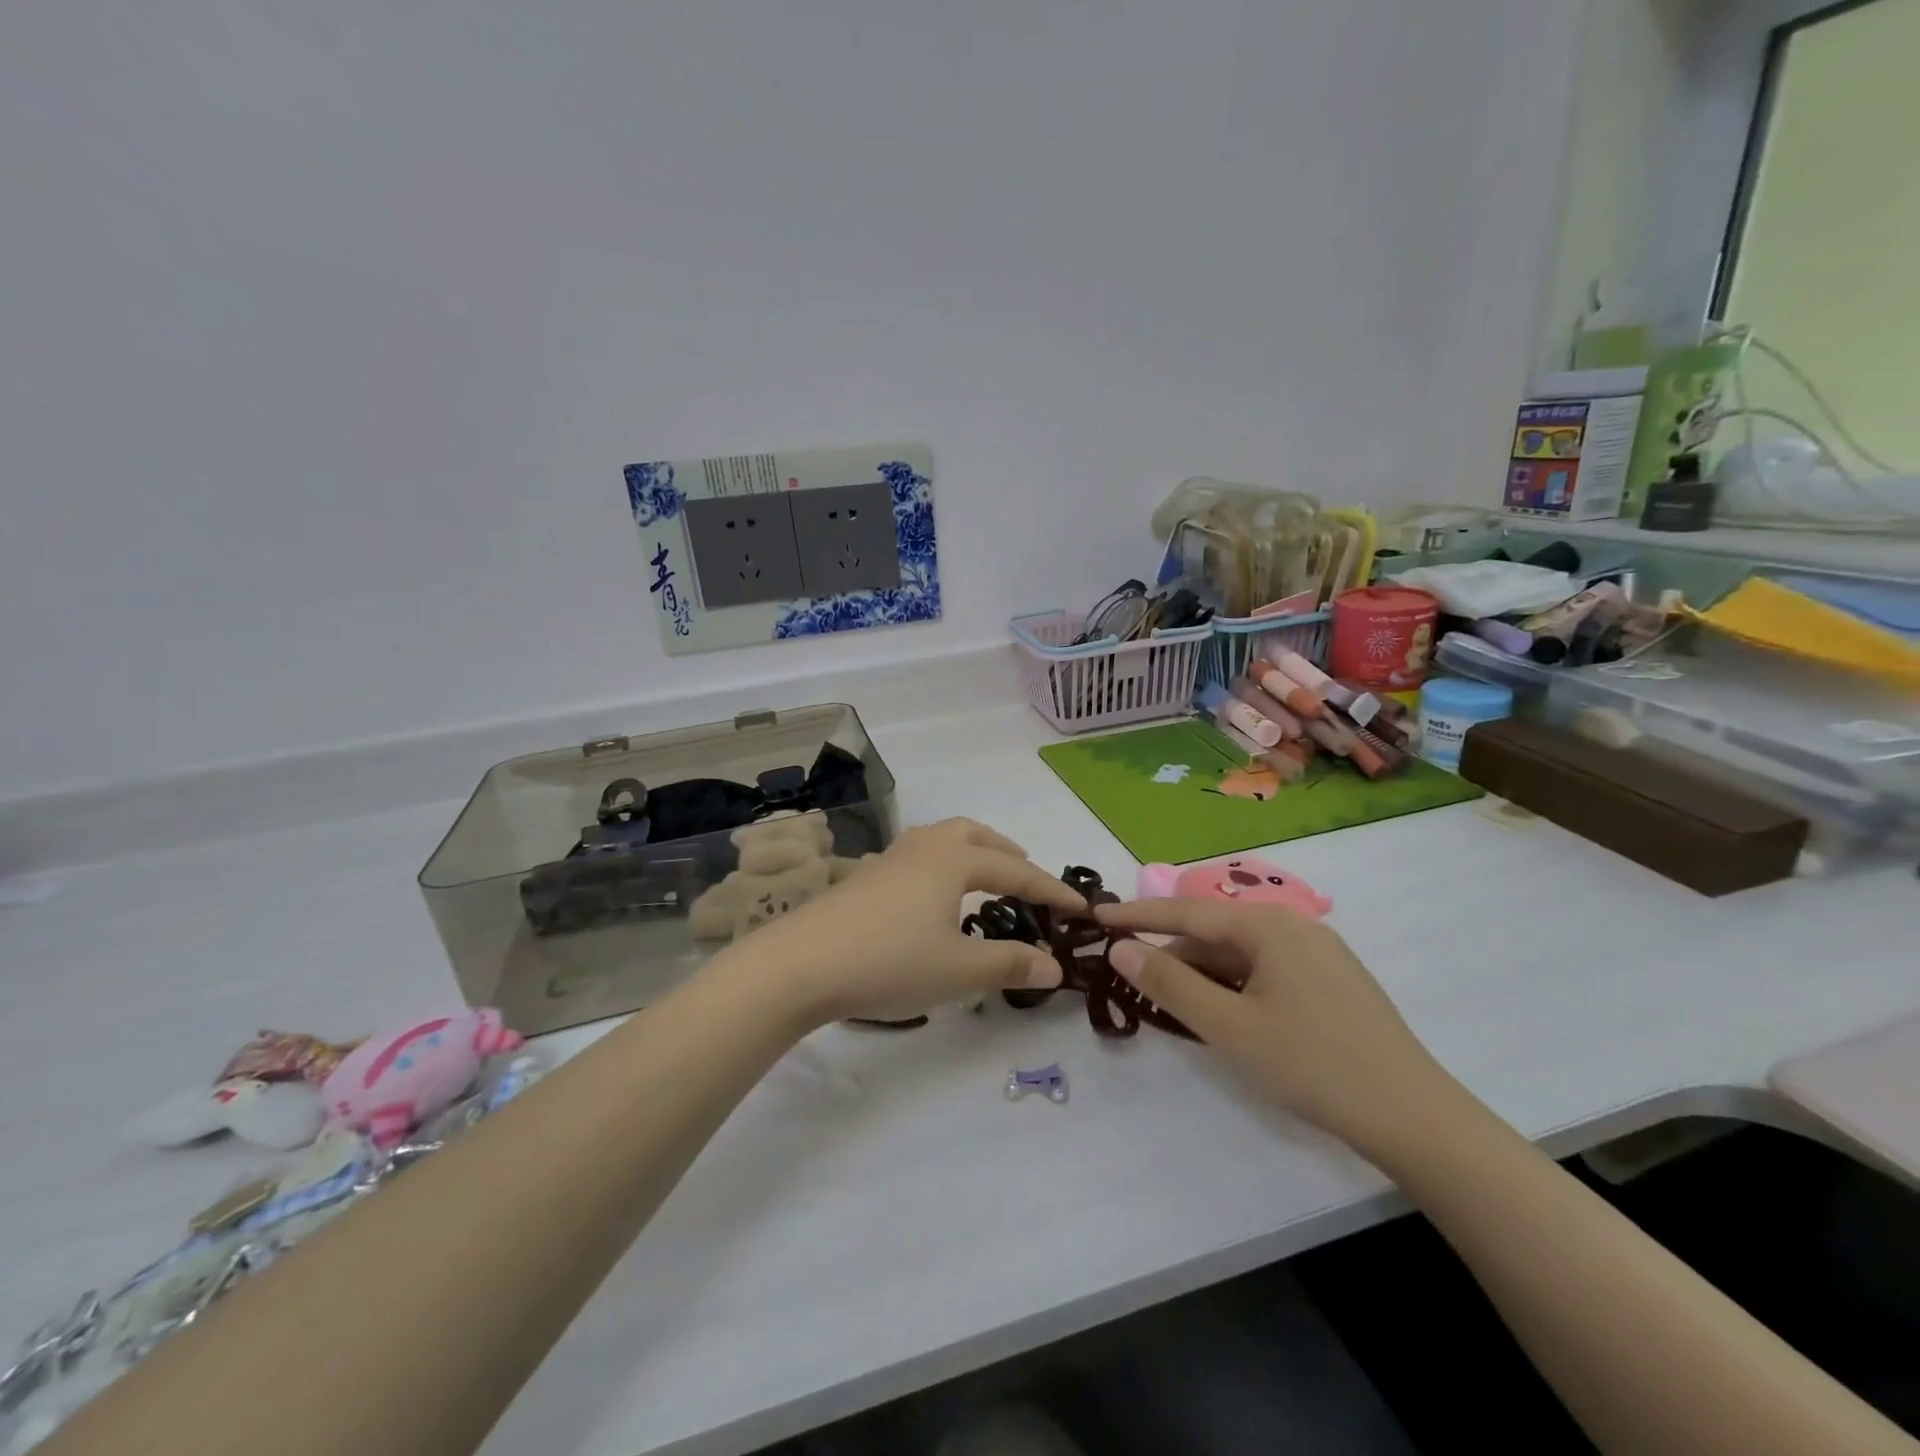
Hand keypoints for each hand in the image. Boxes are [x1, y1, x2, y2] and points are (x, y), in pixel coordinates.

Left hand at [715, 818, 1083, 1026]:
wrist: (800, 963)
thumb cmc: (888, 961)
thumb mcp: (959, 971)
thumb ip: (1010, 964)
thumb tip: (1055, 966)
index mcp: (953, 860)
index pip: (1017, 871)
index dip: (1052, 890)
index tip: (1081, 908)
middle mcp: (924, 848)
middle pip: (975, 835)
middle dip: (1007, 853)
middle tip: (1028, 877)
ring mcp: (890, 859)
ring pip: (942, 840)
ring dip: (972, 853)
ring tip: (985, 879)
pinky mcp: (865, 877)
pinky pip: (919, 857)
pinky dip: (943, 866)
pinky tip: (934, 899)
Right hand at [1096, 898, 1455, 1149]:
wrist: (1414, 1117)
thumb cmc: (1312, 1064)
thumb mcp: (1229, 1027)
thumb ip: (1169, 983)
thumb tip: (1120, 948)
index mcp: (1268, 925)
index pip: (1186, 912)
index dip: (1137, 916)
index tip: (1096, 917)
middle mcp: (1293, 925)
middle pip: (1215, 933)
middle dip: (1171, 954)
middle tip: (1130, 978)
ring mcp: (1317, 953)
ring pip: (1240, 954)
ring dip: (1202, 974)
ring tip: (1170, 1003)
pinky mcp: (1331, 981)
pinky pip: (1265, 970)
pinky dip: (1234, 985)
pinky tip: (1222, 1013)